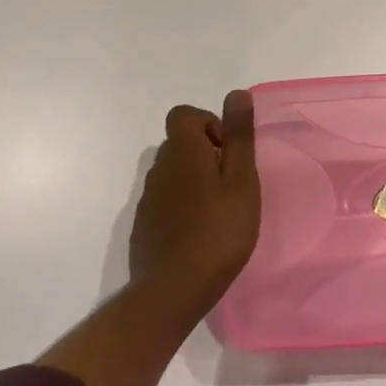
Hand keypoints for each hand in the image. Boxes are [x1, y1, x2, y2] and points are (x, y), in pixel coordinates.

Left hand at [128, 91, 260, 309]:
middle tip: (231, 183)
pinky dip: (182, 206)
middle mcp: (159, 169)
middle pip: (180, 144)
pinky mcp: (144, 227)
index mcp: (183, 152)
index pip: (184, 115)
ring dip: (194, 181)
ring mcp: (147, 200)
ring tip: (219, 210)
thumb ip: (239, 135)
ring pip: (173, 174)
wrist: (172, 292)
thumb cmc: (218, 231)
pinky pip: (165, 201)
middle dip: (206, 154)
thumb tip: (236, 93)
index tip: (228, 152)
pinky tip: (199, 233)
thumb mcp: (241, 180)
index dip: (208, 124)